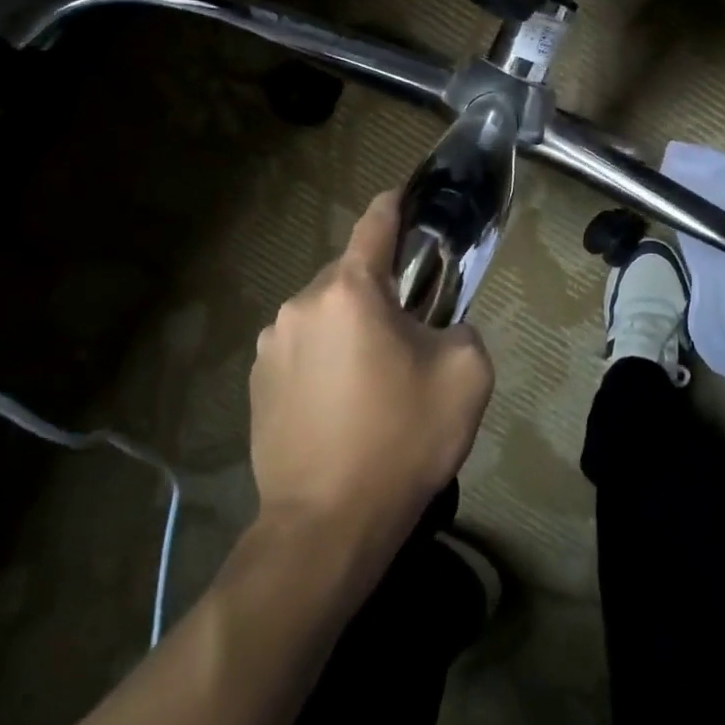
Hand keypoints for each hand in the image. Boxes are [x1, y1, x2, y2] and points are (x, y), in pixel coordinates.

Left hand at [248, 190, 493, 561]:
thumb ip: (462, 327)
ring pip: (325, 314)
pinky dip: (325, 358)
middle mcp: (301, 304)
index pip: (375, 223)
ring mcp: (271, 345)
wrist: (326, 527)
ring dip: (350, 328)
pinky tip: (342, 405)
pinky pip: (302, 350)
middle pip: (351, 276)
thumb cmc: (401, 440)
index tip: (408, 197)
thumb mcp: (467, 374)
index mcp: (350, 291)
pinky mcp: (257, 383)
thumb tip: (438, 328)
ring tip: (374, 379)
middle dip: (381, 290)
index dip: (396, 204)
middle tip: (411, 331)